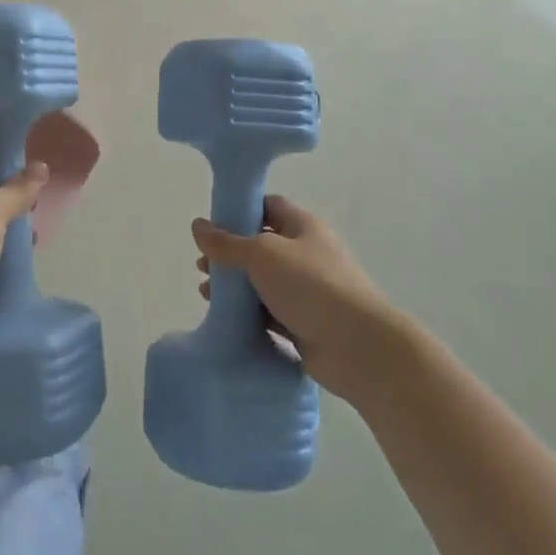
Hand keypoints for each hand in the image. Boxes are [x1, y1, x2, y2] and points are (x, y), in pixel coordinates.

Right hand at [192, 195, 397, 403]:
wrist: (359, 347)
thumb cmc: (311, 286)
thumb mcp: (262, 255)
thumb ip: (227, 242)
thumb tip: (197, 225)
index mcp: (302, 226)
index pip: (267, 206)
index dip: (240, 210)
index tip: (211, 223)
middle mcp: (306, 253)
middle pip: (262, 245)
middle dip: (231, 254)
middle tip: (202, 264)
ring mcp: (307, 291)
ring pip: (263, 281)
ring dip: (236, 286)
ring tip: (206, 292)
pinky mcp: (305, 324)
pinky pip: (270, 312)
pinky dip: (248, 313)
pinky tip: (225, 318)